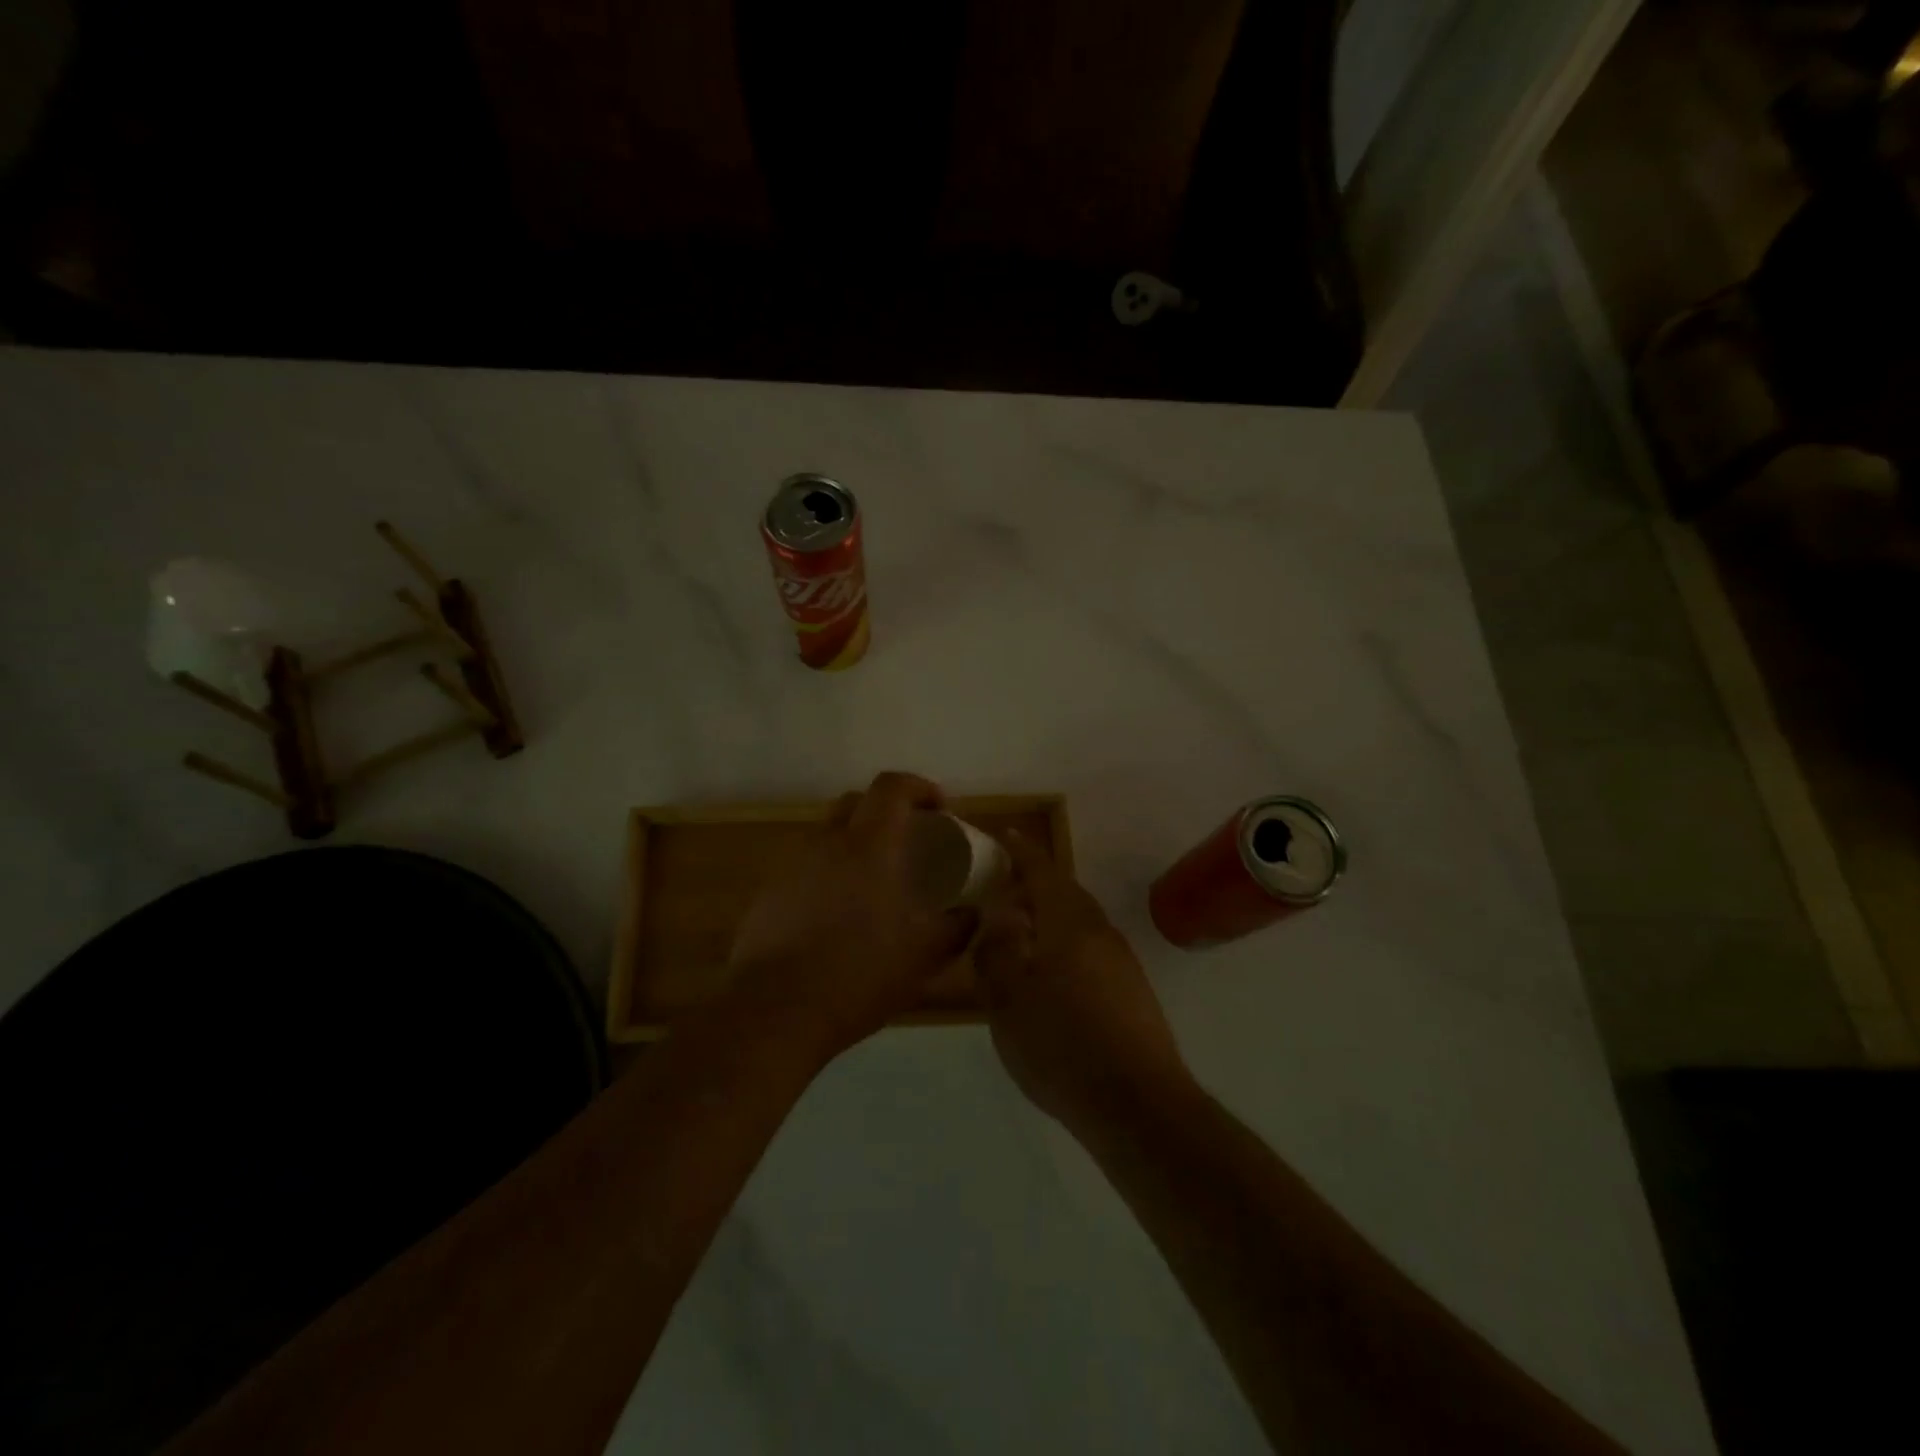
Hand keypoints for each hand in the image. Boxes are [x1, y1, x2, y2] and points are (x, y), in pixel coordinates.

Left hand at [727, 771, 976, 1060]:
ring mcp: (792, 865)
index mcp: (868, 845)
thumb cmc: (858, 975)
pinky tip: (837, 914)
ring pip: (828, 835)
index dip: (920, 787)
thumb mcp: (924, 956)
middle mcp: (826, 842)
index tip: (941, 810)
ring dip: (855, 844)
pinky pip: (806, 867)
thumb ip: (957, 928)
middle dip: (886, 811)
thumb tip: (974, 913)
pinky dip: (828, 874)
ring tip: (873, 882)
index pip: (892, 787)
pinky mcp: (769, 893)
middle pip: (856, 802)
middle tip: (908, 842)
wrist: (775, 1011)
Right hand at [974, 833, 1191, 1131]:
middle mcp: (1100, 932)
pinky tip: (1049, 979)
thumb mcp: (1007, 999)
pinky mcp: (1132, 992)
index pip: (1042, 871)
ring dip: (1050, 919)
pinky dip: (1065, 948)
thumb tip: (998, 916)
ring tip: (1020, 935)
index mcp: (1069, 923)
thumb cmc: (1061, 1044)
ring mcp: (1121, 962)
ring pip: (1079, 924)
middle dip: (1035, 886)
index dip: (1022, 852)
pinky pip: (1090, 952)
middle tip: (1004, 890)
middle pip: (1065, 894)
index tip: (1006, 835)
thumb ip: (997, 950)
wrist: (1136, 1105)